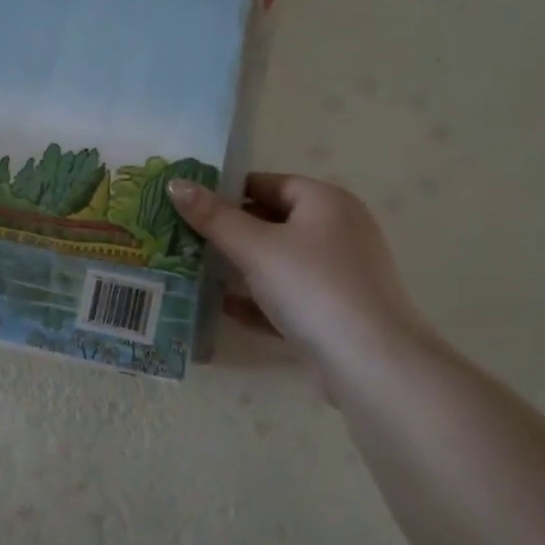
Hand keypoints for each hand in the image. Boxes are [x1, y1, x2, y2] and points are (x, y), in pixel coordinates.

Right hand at [169, 174, 429, 377]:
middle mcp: (337, 231)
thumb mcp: (256, 248)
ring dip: (238, 268)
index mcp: (326, 202)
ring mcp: (337, 274)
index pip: (268, 183)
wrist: (368, 362)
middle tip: (181, 237)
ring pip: (277, 262)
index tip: (187, 204)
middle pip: (272, 222)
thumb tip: (175, 184)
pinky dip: (257, 300)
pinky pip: (285, 297)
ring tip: (193, 271)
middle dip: (228, 232)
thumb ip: (214, 217)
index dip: (226, 190)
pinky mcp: (332, 311)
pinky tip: (223, 309)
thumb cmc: (312, 287)